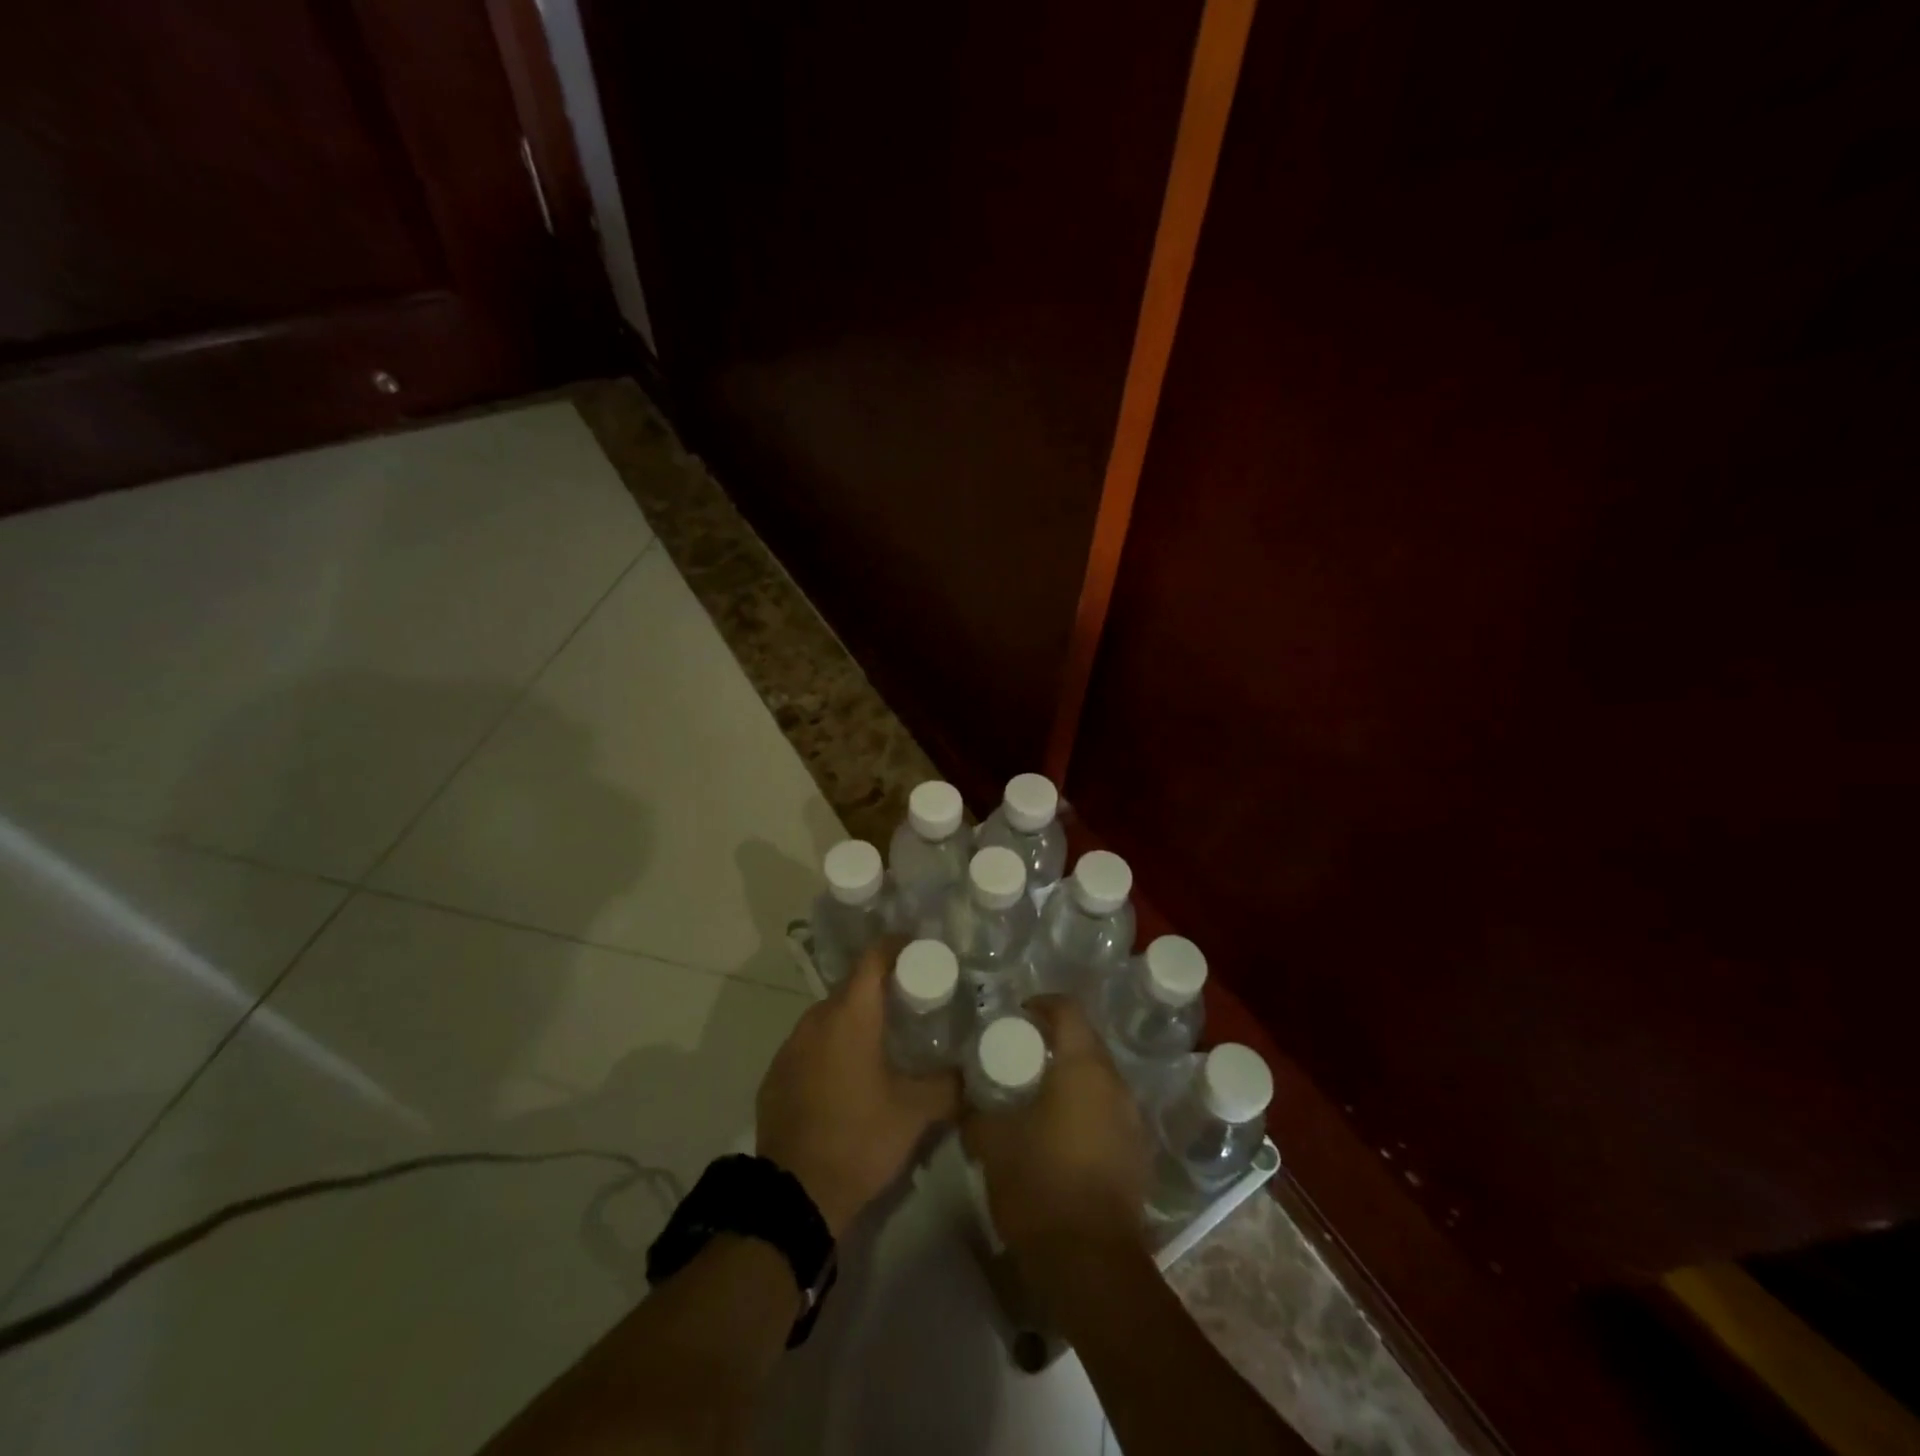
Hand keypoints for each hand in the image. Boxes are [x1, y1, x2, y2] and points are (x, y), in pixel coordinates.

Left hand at [756, 939, 959, 1235]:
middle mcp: (816, 1019)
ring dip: (855, 1020)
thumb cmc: (860, 1139)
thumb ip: (949, 1085)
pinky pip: (811, 1044)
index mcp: (850, 1015)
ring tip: (884, 1041)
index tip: (921, 950)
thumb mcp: (916, 1113)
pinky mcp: (776, 1073)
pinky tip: (849, 1075)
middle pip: (852, 987)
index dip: (897, 947)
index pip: (873, 958)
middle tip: (913, 1002)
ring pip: (830, 1017)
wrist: (795, 1196)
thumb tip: (972, 1071)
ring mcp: (791, 1046)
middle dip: (881, 989)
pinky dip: (832, 1047)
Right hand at [960, 995, 1149, 1263]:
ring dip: (1072, 1079)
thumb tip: (966, 1098)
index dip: (1042, 1004)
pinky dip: (1086, 1110)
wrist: (1090, 1264)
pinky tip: (1061, 1134)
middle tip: (1022, 1056)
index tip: (1017, 1015)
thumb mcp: (992, 1142)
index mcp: (1084, 1068)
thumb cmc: (1039, 1184)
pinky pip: (1109, 1113)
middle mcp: (1116, 1085)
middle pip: (1087, 1044)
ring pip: (1100, 1081)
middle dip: (1056, 1043)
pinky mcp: (1138, 1155)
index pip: (1068, 1010)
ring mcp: (1133, 1121)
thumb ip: (977, 1111)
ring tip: (1039, 1095)